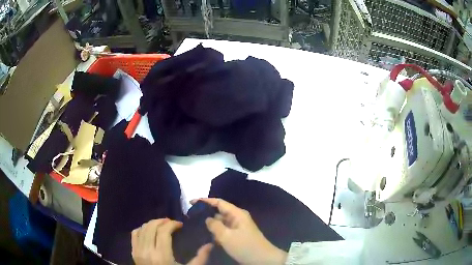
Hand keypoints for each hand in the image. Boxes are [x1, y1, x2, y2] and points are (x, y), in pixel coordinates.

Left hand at [131, 218, 212, 264]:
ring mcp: (138, 251)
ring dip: (152, 223)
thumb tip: (210, 244)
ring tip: (162, 225)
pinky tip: (149, 230)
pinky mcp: (133, 252)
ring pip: (142, 228)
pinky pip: (134, 234)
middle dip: (162, 221)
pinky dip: (142, 228)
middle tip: (172, 223)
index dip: (172, 224)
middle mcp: (147, 251)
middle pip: (152, 227)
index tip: (180, 225)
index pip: (163, 231)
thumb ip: (200, 258)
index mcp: (162, 256)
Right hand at [193, 198, 286, 264]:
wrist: (263, 259)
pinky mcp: (237, 236)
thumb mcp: (227, 236)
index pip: (219, 202)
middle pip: (219, 212)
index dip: (205, 201)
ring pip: (220, 223)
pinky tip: (206, 237)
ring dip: (210, 225)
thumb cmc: (245, 246)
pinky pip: (224, 231)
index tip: (191, 202)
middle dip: (206, 214)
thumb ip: (214, 225)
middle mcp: (237, 218)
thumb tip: (207, 218)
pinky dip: (216, 233)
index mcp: (237, 214)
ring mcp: (238, 228)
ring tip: (195, 227)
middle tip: (190, 217)